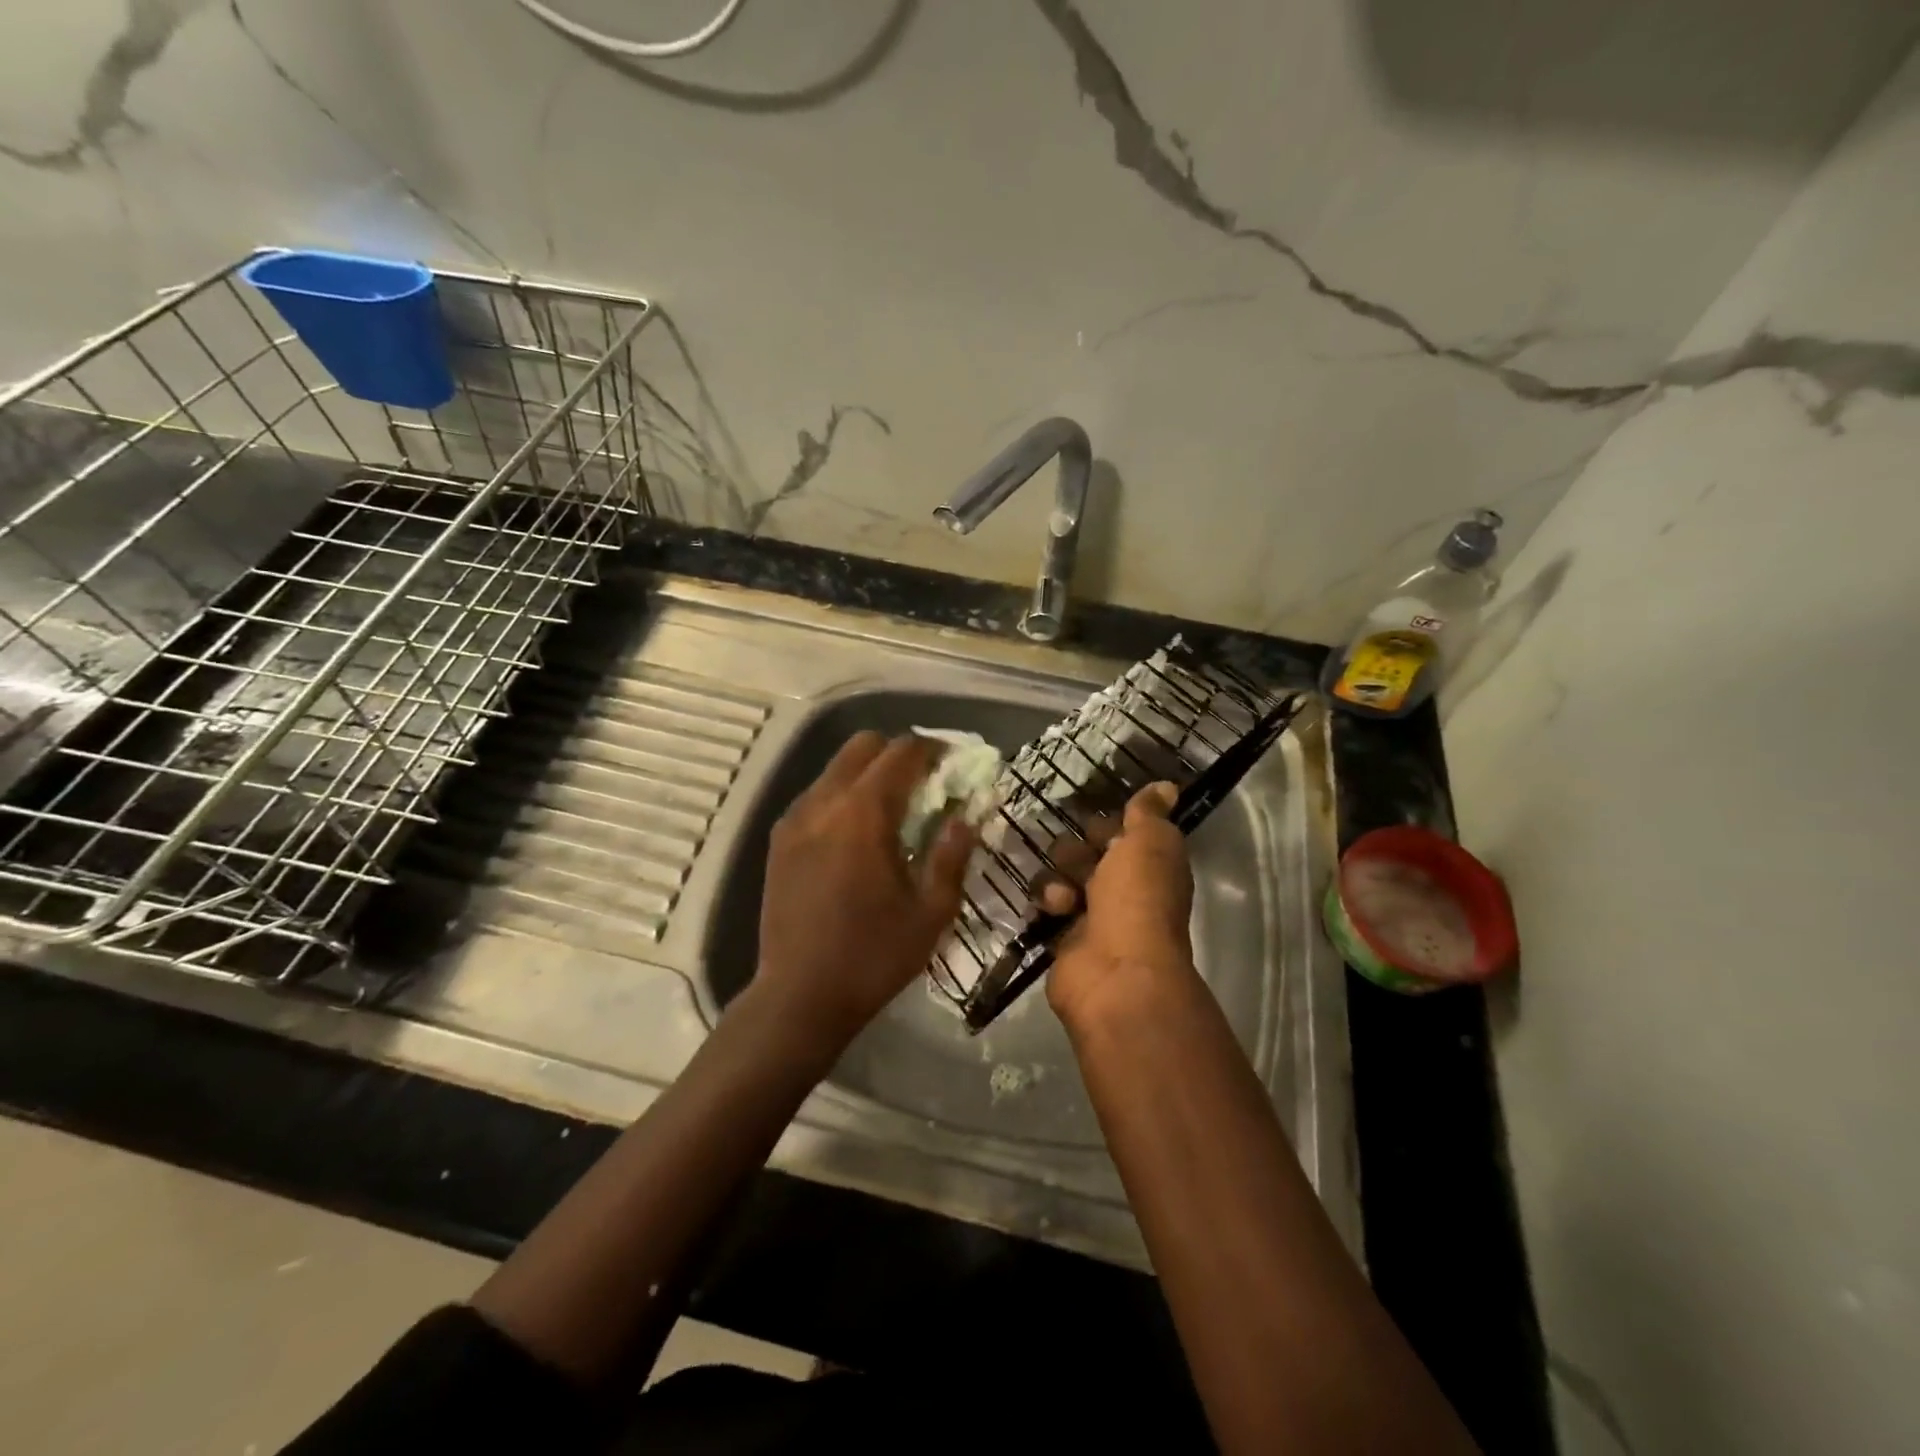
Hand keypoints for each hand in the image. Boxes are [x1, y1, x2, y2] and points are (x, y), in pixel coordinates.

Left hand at [749, 731, 977, 1055]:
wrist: (799, 996)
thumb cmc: (874, 956)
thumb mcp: (931, 911)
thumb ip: (952, 854)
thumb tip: (967, 816)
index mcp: (864, 814)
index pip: (902, 752)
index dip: (933, 749)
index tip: (953, 764)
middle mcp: (824, 802)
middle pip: (863, 745)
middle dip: (898, 753)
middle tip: (924, 783)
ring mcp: (795, 818)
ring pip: (836, 768)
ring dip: (869, 773)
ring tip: (893, 809)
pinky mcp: (779, 839)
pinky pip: (816, 795)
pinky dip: (843, 795)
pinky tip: (857, 833)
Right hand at [1045, 781, 1198, 1028]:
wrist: (1115, 972)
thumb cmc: (1137, 899)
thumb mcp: (1149, 844)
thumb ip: (1149, 813)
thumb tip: (1168, 787)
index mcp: (1149, 866)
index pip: (1120, 833)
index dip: (1108, 827)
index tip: (1099, 829)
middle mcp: (1123, 889)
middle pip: (1086, 852)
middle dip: (1077, 852)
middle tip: (1081, 865)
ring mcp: (1092, 915)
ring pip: (1061, 875)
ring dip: (1058, 878)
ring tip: (1065, 898)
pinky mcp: (1063, 937)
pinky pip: (1045, 905)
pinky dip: (1046, 904)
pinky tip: (1053, 912)